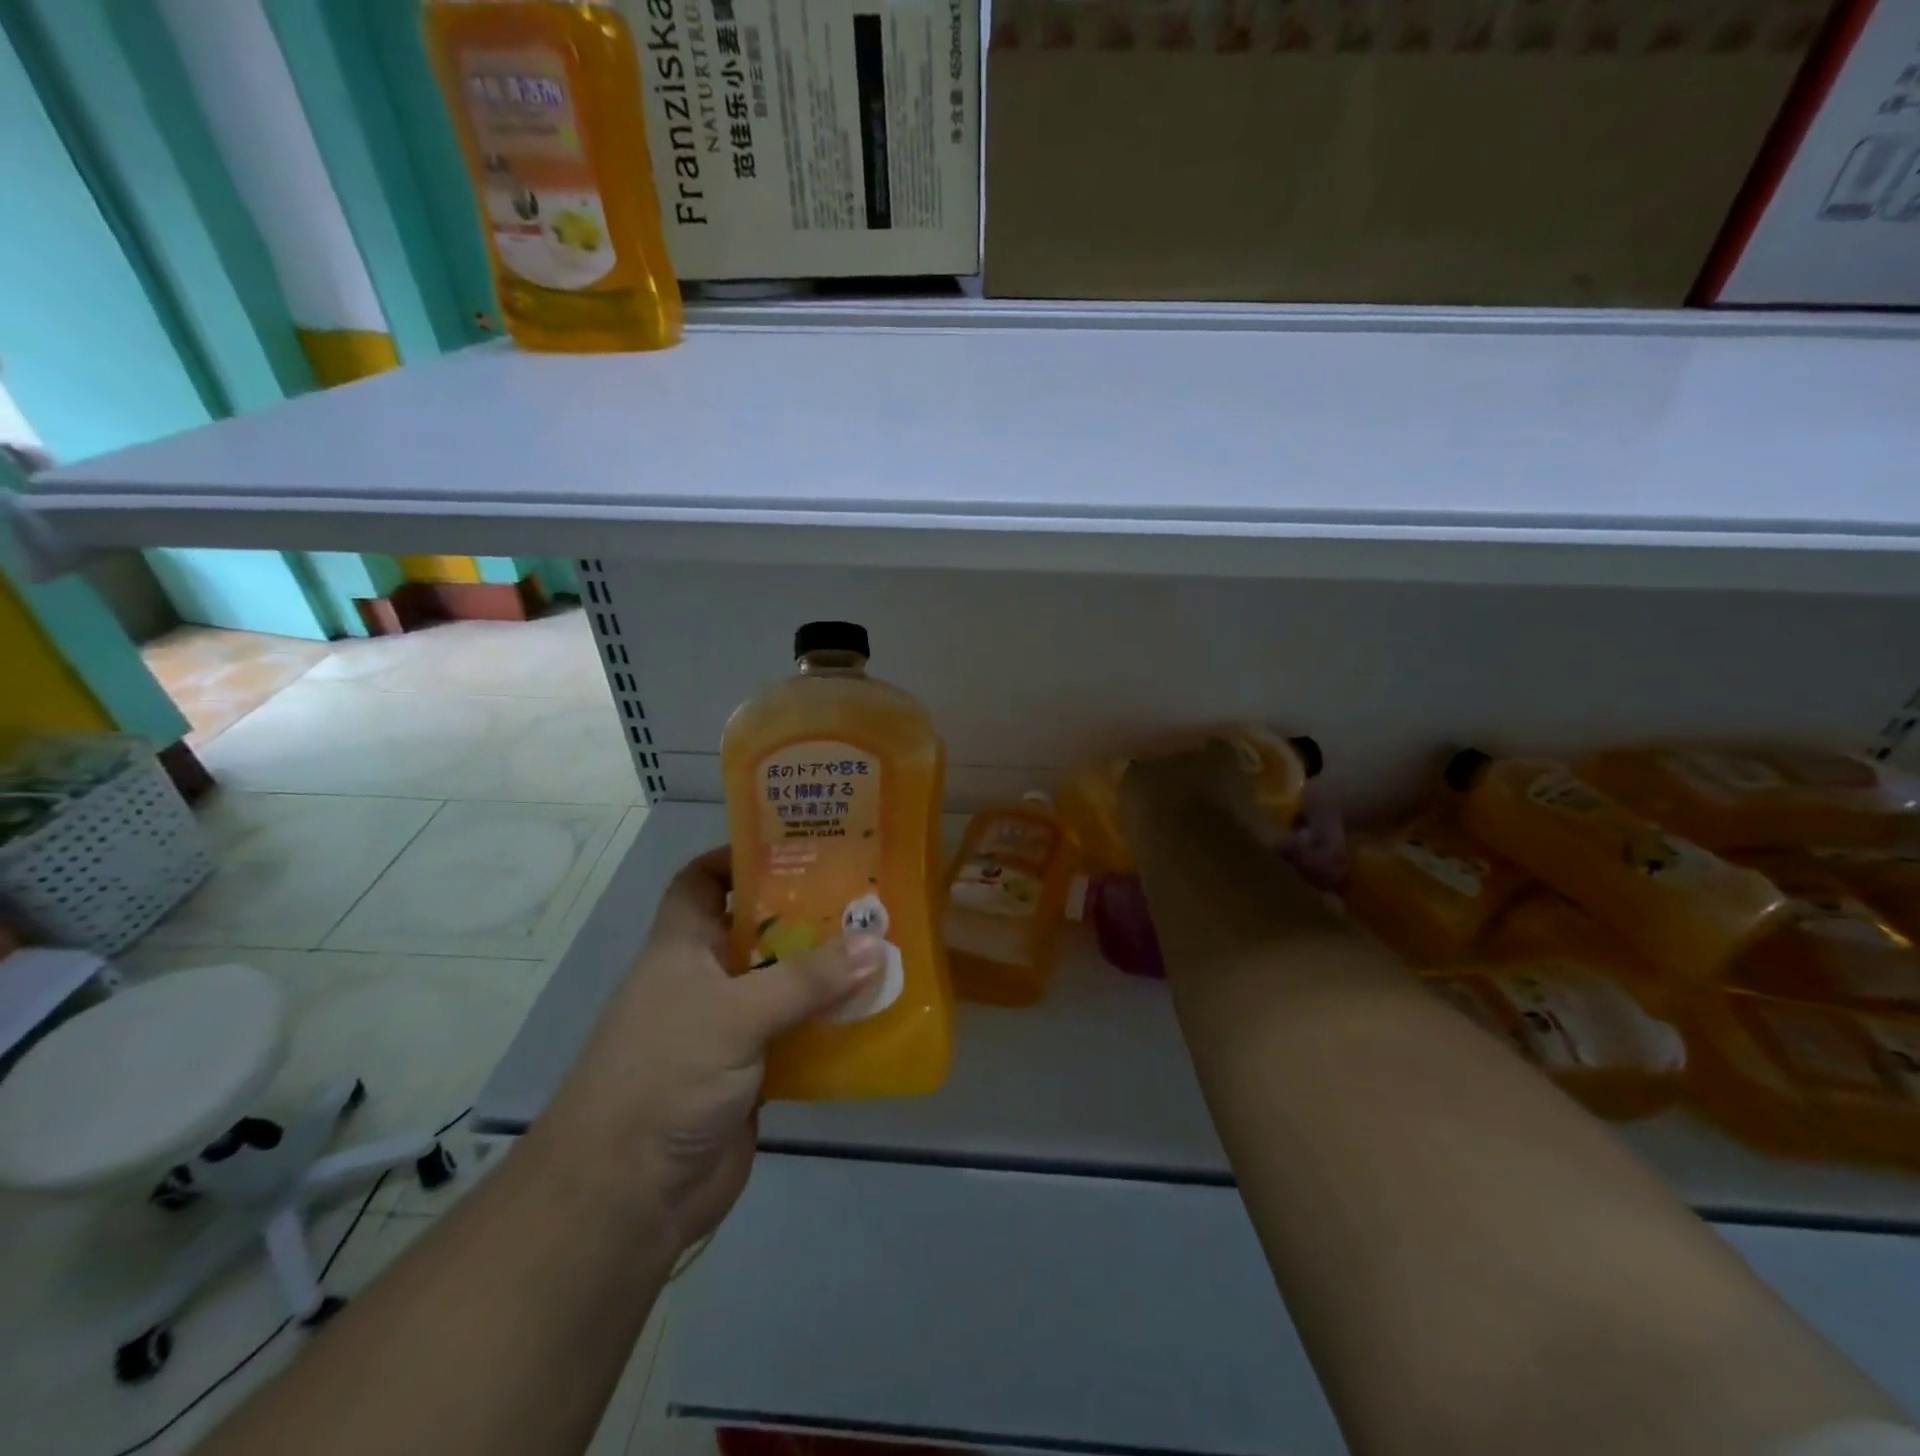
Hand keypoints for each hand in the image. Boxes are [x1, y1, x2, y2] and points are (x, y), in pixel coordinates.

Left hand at [535, 848, 881, 1251]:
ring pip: (784, 982)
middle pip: (757, 928)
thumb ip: (805, 979)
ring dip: (826, 970)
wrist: (628, 1195)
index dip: (738, 856)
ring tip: (883, 943)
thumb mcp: (734, 1014)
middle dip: (806, 911)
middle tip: (865, 891)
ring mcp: (728, 1027)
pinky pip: (798, 1033)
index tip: (798, 844)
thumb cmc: (665, 1075)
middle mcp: (704, 978)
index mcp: (681, 946)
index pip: (701, 879)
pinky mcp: (752, 1072)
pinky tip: (874, 1010)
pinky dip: (830, 1023)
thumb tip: (874, 943)